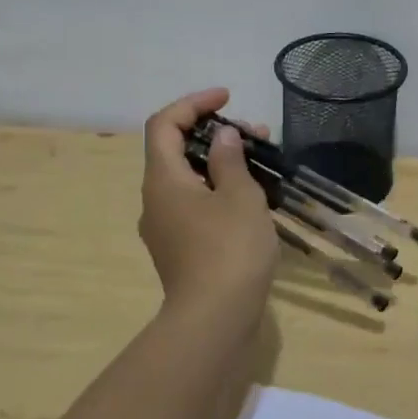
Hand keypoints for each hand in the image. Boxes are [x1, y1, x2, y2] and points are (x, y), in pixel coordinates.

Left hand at [138, 88, 278, 321]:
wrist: (215, 320)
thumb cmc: (229, 249)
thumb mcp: (240, 196)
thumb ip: (230, 159)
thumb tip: (222, 137)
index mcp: (163, 180)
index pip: (164, 125)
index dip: (193, 103)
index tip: (227, 97)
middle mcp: (155, 200)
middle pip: (177, 151)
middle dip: (215, 133)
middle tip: (256, 134)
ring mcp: (165, 228)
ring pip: (189, 179)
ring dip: (221, 162)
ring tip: (262, 163)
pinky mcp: (180, 249)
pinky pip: (195, 204)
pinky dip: (219, 189)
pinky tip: (252, 197)